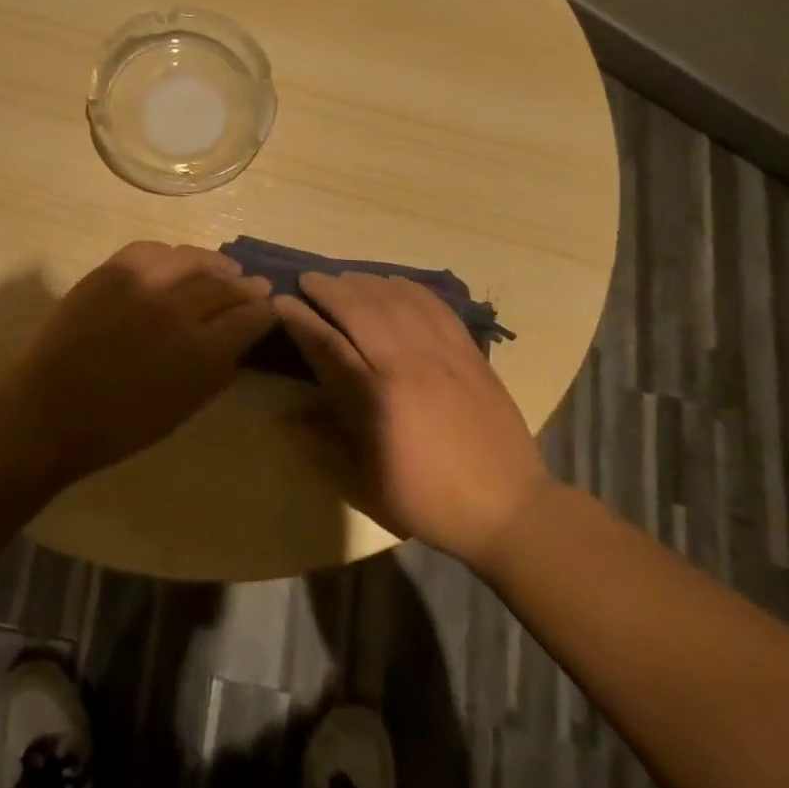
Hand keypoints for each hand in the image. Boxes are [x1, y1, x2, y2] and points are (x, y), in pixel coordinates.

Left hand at [10, 241, 274, 484]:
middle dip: (245, 285)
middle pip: (225, 284)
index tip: (269, 308)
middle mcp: (177, 310)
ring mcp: (142, 284)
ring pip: (192, 259)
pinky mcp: (111, 271)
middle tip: (254, 285)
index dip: (265, 311)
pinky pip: (152, 250)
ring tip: (222, 268)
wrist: (50, 409)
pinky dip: (171, 255)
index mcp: (201, 353)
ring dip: (214, 264)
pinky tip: (176, 261)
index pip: (250, 317)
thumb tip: (237, 338)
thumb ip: (217, 368)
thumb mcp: (184, 407)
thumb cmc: (120, 425)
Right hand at [274, 272, 548, 563]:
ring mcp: (442, 354)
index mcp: (377, 399)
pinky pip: (435, 305)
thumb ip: (320, 441)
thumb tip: (282, 413)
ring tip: (344, 279)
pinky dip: (408, 287)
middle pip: (360, 308)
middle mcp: (408, 365)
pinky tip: (392, 282)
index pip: (328, 343)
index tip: (281, 301)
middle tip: (308, 280)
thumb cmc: (426, 499)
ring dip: (364, 282)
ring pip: (396, 299)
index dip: (300, 318)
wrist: (508, 508)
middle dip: (328, 288)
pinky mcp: (469, 352)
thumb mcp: (363, 482)